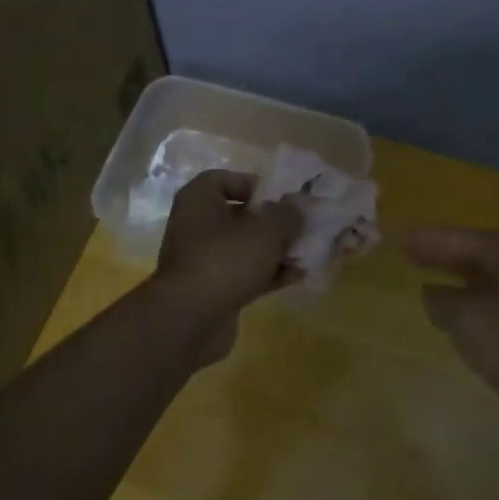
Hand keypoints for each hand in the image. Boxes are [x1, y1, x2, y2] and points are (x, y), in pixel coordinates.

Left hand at [152, 171, 302, 356]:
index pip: (225, 179)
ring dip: (276, 250)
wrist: (190, 319)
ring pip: (246, 247)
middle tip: (303, 225)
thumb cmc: (225, 259)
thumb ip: (287, 214)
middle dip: (274, 221)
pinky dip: (269, 274)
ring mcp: (204, 260)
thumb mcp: (265, 230)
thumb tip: (298, 206)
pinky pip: (245, 273)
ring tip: (308, 252)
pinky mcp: (213, 289)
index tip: (282, 196)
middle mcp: (197, 226)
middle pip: (240, 216)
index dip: (255, 184)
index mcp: (199, 200)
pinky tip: (298, 276)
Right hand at [403, 227, 498, 414]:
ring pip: (485, 279)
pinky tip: (465, 319)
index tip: (394, 235)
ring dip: (457, 280)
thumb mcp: (468, 320)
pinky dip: (475, 304)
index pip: (451, 237)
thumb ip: (441, 301)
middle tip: (406, 252)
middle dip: (439, 254)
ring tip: (427, 281)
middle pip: (470, 253)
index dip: (421, 239)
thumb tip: (434, 294)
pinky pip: (497, 302)